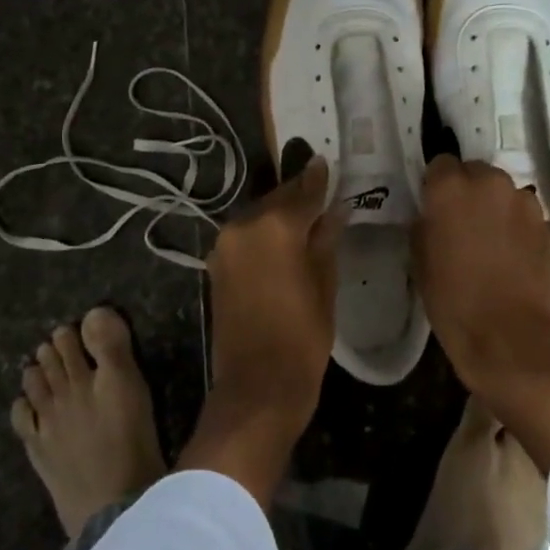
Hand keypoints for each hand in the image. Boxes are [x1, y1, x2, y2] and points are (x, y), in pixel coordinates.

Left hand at [179, 158, 342, 504]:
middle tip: (322, 195)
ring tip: (305, 221)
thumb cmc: (303, 336)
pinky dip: (264, 235)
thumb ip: (326, 239)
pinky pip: (245, 236)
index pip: (304, 190)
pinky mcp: (216, 265)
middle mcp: (244, 225)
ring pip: (259, 216)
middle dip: (299, 196)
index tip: (328, 163)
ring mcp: (225, 245)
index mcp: (275, 226)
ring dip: (279, 215)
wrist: (257, 385)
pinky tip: (282, 244)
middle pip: (277, 200)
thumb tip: (333, 210)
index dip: (319, 178)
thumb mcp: (325, 284)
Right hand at [413, 155, 549, 472]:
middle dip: (469, 192)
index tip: (434, 208)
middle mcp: (491, 183)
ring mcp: (526, 202)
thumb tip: (432, 217)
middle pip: (476, 173)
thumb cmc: (456, 304)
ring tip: (491, 243)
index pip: (440, 163)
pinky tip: (514, 257)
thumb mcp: (422, 264)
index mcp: (451, 188)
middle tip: (462, 225)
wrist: (514, 340)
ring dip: (496, 208)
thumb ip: (425, 227)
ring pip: (504, 193)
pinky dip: (519, 228)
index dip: (437, 186)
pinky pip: (526, 216)